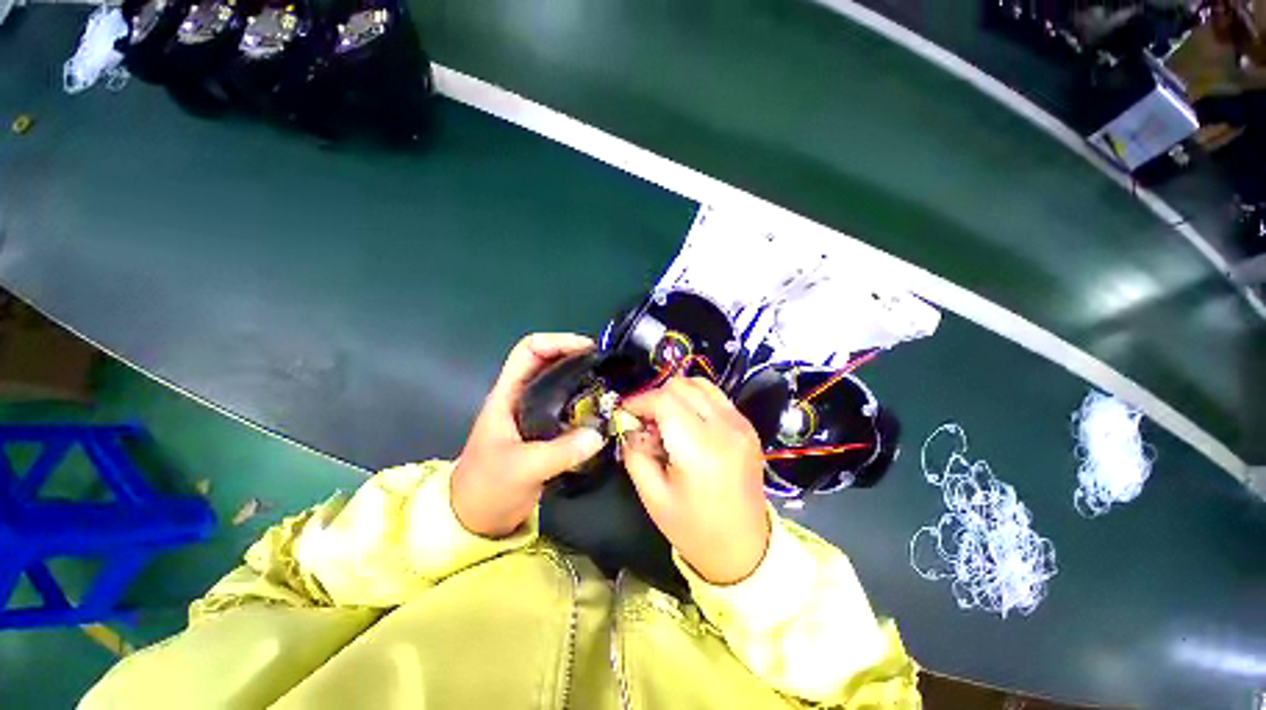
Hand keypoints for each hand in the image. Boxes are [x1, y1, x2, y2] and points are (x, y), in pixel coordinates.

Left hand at [452, 334, 606, 537]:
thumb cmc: (487, 488)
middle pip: (550, 363)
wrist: (477, 520)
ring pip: (562, 385)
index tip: (587, 348)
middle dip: (577, 357)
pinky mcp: (547, 432)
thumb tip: (598, 434)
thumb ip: (560, 452)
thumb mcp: (521, 468)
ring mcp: (536, 415)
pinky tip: (604, 411)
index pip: (529, 351)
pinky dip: (587, 405)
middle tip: (607, 365)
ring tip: (611, 384)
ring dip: (585, 380)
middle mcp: (523, 398)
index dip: (556, 341)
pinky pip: (570, 409)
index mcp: (507, 395)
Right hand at [620, 377, 770, 584]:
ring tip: (665, 421)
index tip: (624, 413)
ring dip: (675, 395)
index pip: (664, 400)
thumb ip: (635, 452)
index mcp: (700, 448)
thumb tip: (629, 425)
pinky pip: (715, 396)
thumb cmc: (694, 529)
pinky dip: (694, 400)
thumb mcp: (652, 496)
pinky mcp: (747, 426)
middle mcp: (724, 427)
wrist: (745, 550)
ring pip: (699, 384)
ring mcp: (740, 423)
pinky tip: (686, 423)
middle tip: (644, 422)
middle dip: (655, 397)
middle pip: (681, 386)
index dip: (639, 401)